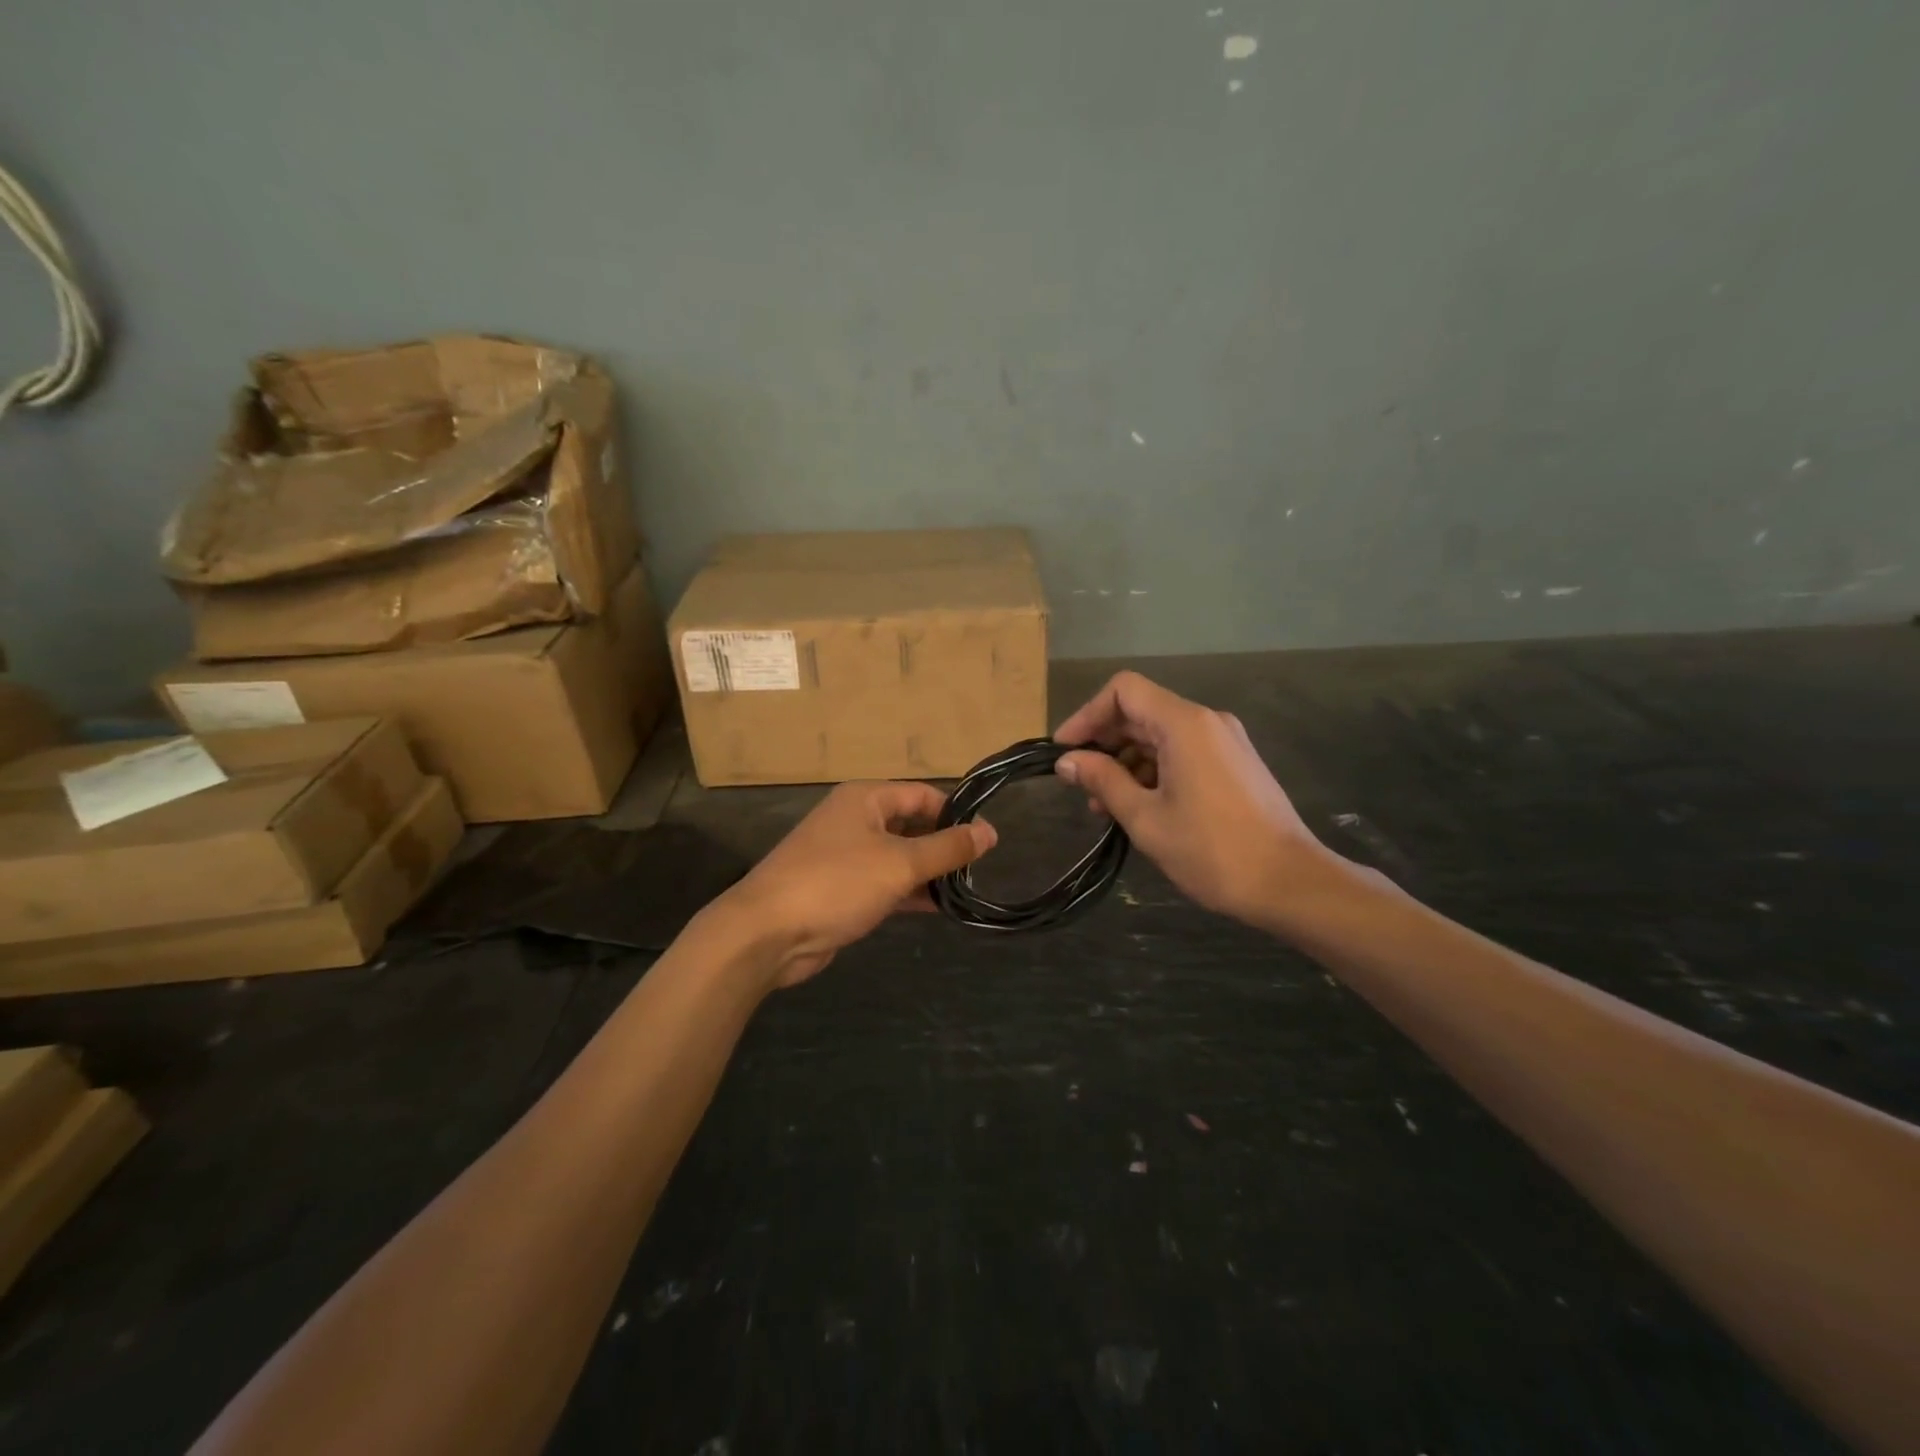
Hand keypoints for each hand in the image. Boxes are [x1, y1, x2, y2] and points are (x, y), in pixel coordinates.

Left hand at [713, 781, 996, 989]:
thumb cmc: (836, 883)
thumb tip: (990, 831)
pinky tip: (938, 908)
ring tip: (966, 891)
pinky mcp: (841, 889)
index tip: (987, 840)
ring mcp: (845, 855)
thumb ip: (947, 848)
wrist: (767, 933)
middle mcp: (855, 820)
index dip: (956, 814)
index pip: (923, 795)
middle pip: (911, 824)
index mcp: (865, 799)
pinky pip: (884, 882)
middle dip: (943, 845)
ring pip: (899, 856)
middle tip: (979, 869)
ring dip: (928, 872)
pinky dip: (909, 892)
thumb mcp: (900, 863)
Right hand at [1054, 671, 1341, 927]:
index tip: (1065, 750)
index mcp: (1184, 724)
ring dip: (1126, 762)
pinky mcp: (1234, 764)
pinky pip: (1182, 752)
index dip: (1087, 714)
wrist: (1290, 883)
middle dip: (1104, 743)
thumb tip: (1067, 761)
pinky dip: (1152, 771)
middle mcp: (1206, 721)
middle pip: (1141, 711)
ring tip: (1105, 807)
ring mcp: (1224, 742)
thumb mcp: (1145, 818)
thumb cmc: (1212, 850)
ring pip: (1160, 735)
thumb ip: (1103, 781)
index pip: (1124, 691)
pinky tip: (1139, 807)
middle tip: (1079, 784)